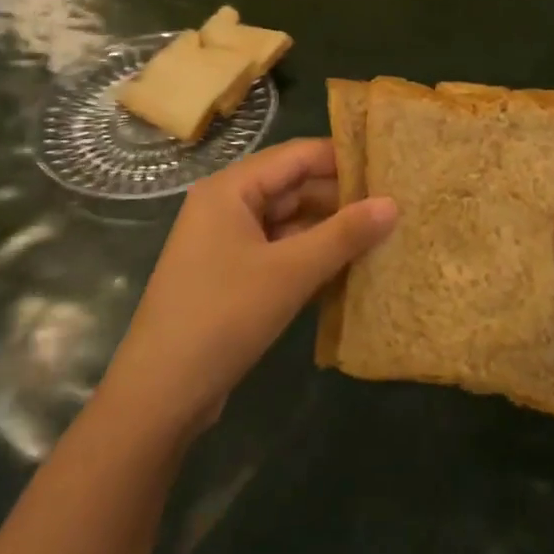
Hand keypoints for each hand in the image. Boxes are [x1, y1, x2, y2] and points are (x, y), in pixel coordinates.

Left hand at [99, 138, 396, 445]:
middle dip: (341, 197)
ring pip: (289, 220)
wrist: (158, 398)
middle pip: (293, 185)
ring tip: (382, 234)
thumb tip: (394, 203)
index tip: (390, 168)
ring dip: (329, 229)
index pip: (298, 155)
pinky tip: (349, 266)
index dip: (344, 159)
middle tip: (395, 205)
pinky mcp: (232, 274)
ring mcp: (227, 241)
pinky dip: (311, 255)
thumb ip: (344, 234)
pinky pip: (280, 249)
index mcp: (231, 188)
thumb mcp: (290, 272)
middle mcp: (227, 204)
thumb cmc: (223, 318)